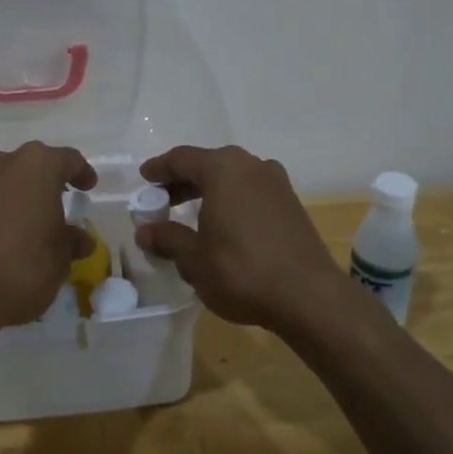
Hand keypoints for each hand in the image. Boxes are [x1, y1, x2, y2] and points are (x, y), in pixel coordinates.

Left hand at [0, 142, 96, 336]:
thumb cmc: (23, 266)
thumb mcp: (60, 258)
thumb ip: (71, 242)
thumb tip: (79, 239)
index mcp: (36, 166)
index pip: (67, 159)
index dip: (81, 172)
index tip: (89, 187)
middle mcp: (2, 164)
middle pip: (32, 165)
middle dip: (47, 182)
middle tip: (60, 201)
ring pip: (5, 182)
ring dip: (20, 197)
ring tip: (33, 223)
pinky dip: (0, 213)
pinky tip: (8, 238)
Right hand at [135, 145, 354, 335]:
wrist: (308, 295)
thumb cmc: (241, 270)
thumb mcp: (194, 259)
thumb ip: (168, 239)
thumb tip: (146, 232)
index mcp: (224, 168)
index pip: (182, 159)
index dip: (159, 169)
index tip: (144, 179)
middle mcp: (252, 166)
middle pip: (209, 165)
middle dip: (183, 181)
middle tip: (162, 201)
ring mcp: (277, 184)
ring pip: (233, 178)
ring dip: (209, 192)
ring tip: (191, 215)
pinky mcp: (292, 205)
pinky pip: (252, 193)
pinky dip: (232, 202)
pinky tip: (224, 227)